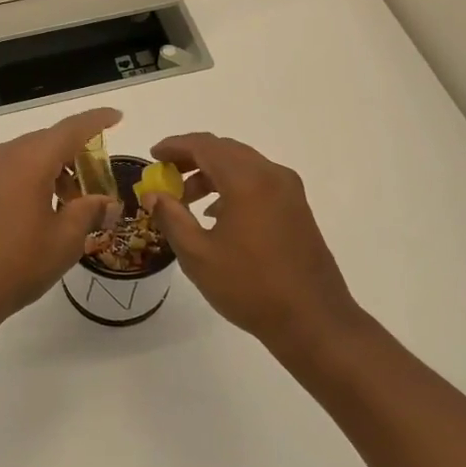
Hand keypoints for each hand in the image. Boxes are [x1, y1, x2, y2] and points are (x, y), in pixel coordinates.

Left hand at [0, 107, 123, 328]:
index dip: (96, 121)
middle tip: (98, 178)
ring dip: (54, 170)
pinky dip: (32, 180)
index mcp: (28, 160)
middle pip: (48, 141)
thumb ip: (89, 212)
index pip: (71, 129)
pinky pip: (10, 172)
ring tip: (73, 203)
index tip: (117, 117)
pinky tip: (43, 211)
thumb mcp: (64, 241)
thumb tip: (107, 202)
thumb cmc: (15, 265)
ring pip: (28, 157)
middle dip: (76, 154)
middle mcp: (3, 156)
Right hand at [143, 134, 359, 349]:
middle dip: (192, 158)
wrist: (313, 320)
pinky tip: (218, 215)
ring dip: (212, 174)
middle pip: (225, 151)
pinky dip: (233, 186)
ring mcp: (289, 191)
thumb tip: (154, 194)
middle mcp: (272, 175)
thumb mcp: (198, 255)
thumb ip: (172, 217)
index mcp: (248, 180)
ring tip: (186, 199)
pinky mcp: (297, 208)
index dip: (175, 146)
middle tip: (166, 175)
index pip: (205, 146)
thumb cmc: (250, 287)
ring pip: (243, 166)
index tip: (153, 156)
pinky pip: (259, 182)